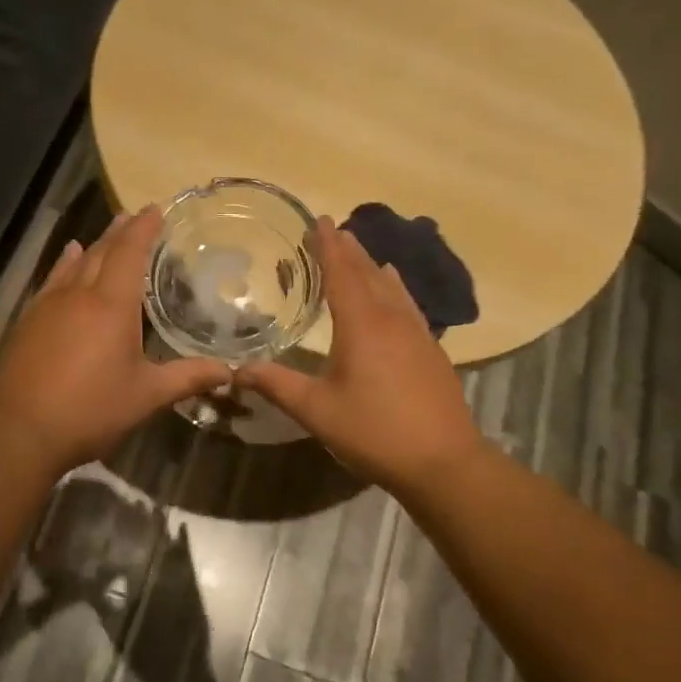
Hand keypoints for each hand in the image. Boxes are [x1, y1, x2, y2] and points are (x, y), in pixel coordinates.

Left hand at [0, 207, 229, 473]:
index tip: (156, 209)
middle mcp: (79, 294)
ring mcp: (49, 305)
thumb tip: (229, 372)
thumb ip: (187, 378)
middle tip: (136, 215)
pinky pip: (53, 279)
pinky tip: (68, 257)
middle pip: (102, 251)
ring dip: (95, 244)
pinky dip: (65, 263)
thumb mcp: (146, 396)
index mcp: (112, 305)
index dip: (144, 228)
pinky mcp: (29, 320)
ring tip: (110, 230)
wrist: (21, 430)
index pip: (130, 252)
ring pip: (76, 262)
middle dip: (121, 231)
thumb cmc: (90, 410)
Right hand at [235, 217, 484, 494]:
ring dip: (373, 266)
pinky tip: (395, 291)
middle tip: (334, 229)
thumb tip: (237, 371)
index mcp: (362, 325)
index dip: (328, 245)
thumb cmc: (374, 431)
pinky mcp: (432, 351)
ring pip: (392, 288)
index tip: (319, 219)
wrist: (443, 462)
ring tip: (361, 251)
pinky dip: (395, 289)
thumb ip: (277, 386)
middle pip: (368, 274)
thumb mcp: (317, 411)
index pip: (342, 273)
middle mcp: (391, 319)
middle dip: (349, 250)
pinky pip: (408, 305)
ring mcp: (417, 333)